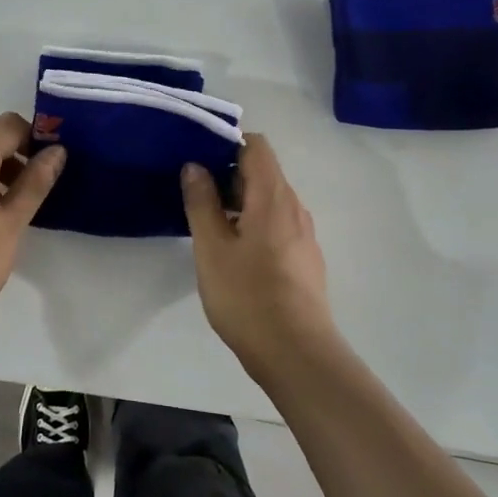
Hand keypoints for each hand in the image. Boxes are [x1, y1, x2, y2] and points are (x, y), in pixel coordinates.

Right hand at [182, 134, 339, 373]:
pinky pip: (277, 225)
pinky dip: (253, 224)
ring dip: (239, 202)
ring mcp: (304, 235)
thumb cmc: (247, 296)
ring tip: (207, 223)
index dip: (227, 143)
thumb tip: (195, 166)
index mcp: (273, 197)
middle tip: (193, 193)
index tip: (197, 157)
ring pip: (269, 201)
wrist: (296, 353)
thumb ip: (202, 203)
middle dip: (228, 175)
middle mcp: (295, 208)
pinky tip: (232, 252)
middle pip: (263, 173)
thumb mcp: (211, 248)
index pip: (256, 146)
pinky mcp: (304, 259)